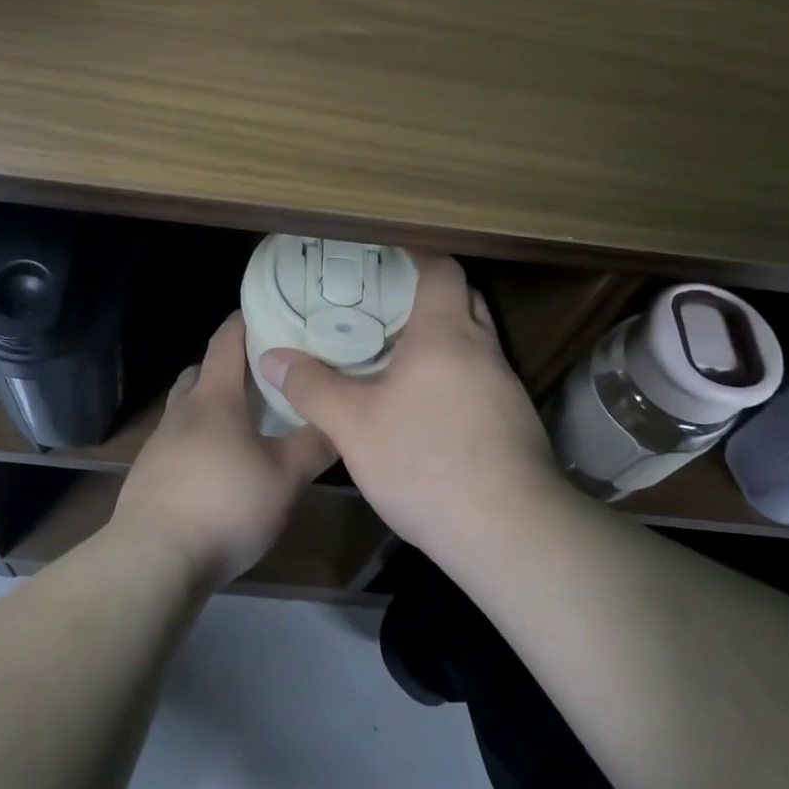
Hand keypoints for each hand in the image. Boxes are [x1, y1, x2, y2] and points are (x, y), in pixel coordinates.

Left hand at [114, 313, 335, 586]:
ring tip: (247, 422)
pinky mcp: (150, 474)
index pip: (226, 340)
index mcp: (214, 398)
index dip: (245, 320)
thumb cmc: (224, 505)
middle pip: (201, 371)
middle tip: (264, 374)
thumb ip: (314, 445)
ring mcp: (160, 443)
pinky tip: (222, 467)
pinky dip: (201, 439)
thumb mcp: (284, 477)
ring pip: (188, 408)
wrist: (154, 559)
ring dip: (213, 405)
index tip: (269, 310)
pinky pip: (179, 441)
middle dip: (229, 365)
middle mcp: (182, 411)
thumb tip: (341, 418)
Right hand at [257, 255, 558, 555]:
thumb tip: (273, 357)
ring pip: (474, 342)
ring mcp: (506, 386)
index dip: (415, 256)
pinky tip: (426, 405)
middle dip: (427, 295)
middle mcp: (483, 349)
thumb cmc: (426, 462)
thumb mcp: (353, 426)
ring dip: (442, 340)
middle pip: (463, 299)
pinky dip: (455, 375)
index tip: (382, 259)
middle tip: (381, 305)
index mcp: (446, 333)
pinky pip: (482, 378)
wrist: (509, 532)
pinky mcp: (515, 421)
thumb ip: (312, 387)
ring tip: (396, 353)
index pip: (442, 269)